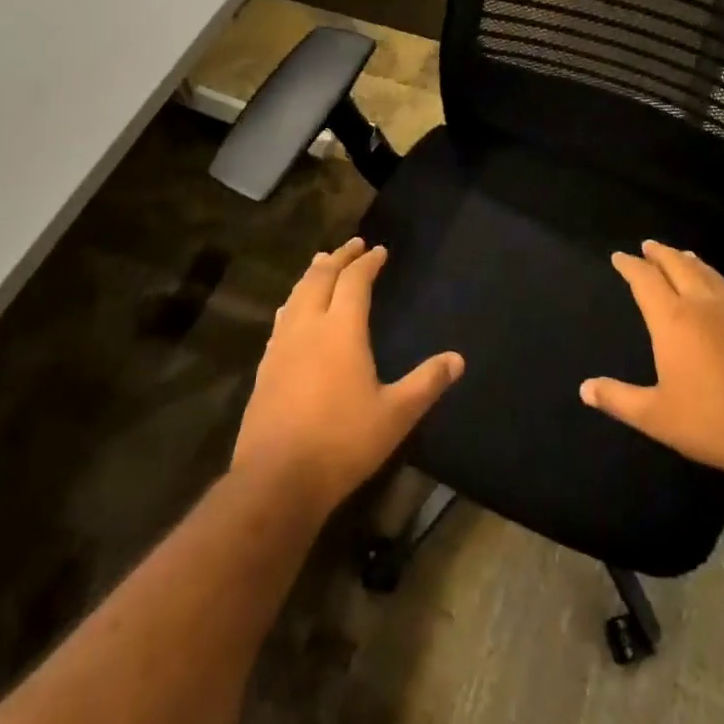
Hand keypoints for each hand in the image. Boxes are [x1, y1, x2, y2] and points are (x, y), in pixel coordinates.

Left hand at [233, 238, 463, 516]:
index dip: (368, 262)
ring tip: (322, 262)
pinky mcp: (265, 367)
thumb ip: (426, 383)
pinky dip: (294, 301)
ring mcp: (282, 346)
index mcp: (341, 330)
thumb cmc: (342, 442)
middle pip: (321, 277)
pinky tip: (293, 310)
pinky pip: (282, 318)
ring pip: (297, 294)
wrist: (276, 479)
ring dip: (313, 274)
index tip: (380, 251)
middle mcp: (308, 326)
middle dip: (338, 257)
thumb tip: (458, 359)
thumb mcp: (395, 415)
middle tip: (353, 245)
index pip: (355, 281)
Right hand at [580, 240, 723, 483]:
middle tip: (649, 245)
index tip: (619, 256)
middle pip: (679, 268)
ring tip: (686, 255)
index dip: (630, 266)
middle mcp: (704, 307)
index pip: (645, 280)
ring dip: (698, 264)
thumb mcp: (654, 416)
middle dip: (661, 254)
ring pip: (715, 279)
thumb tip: (584, 388)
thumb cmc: (711, 422)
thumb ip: (618, 398)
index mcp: (672, 320)